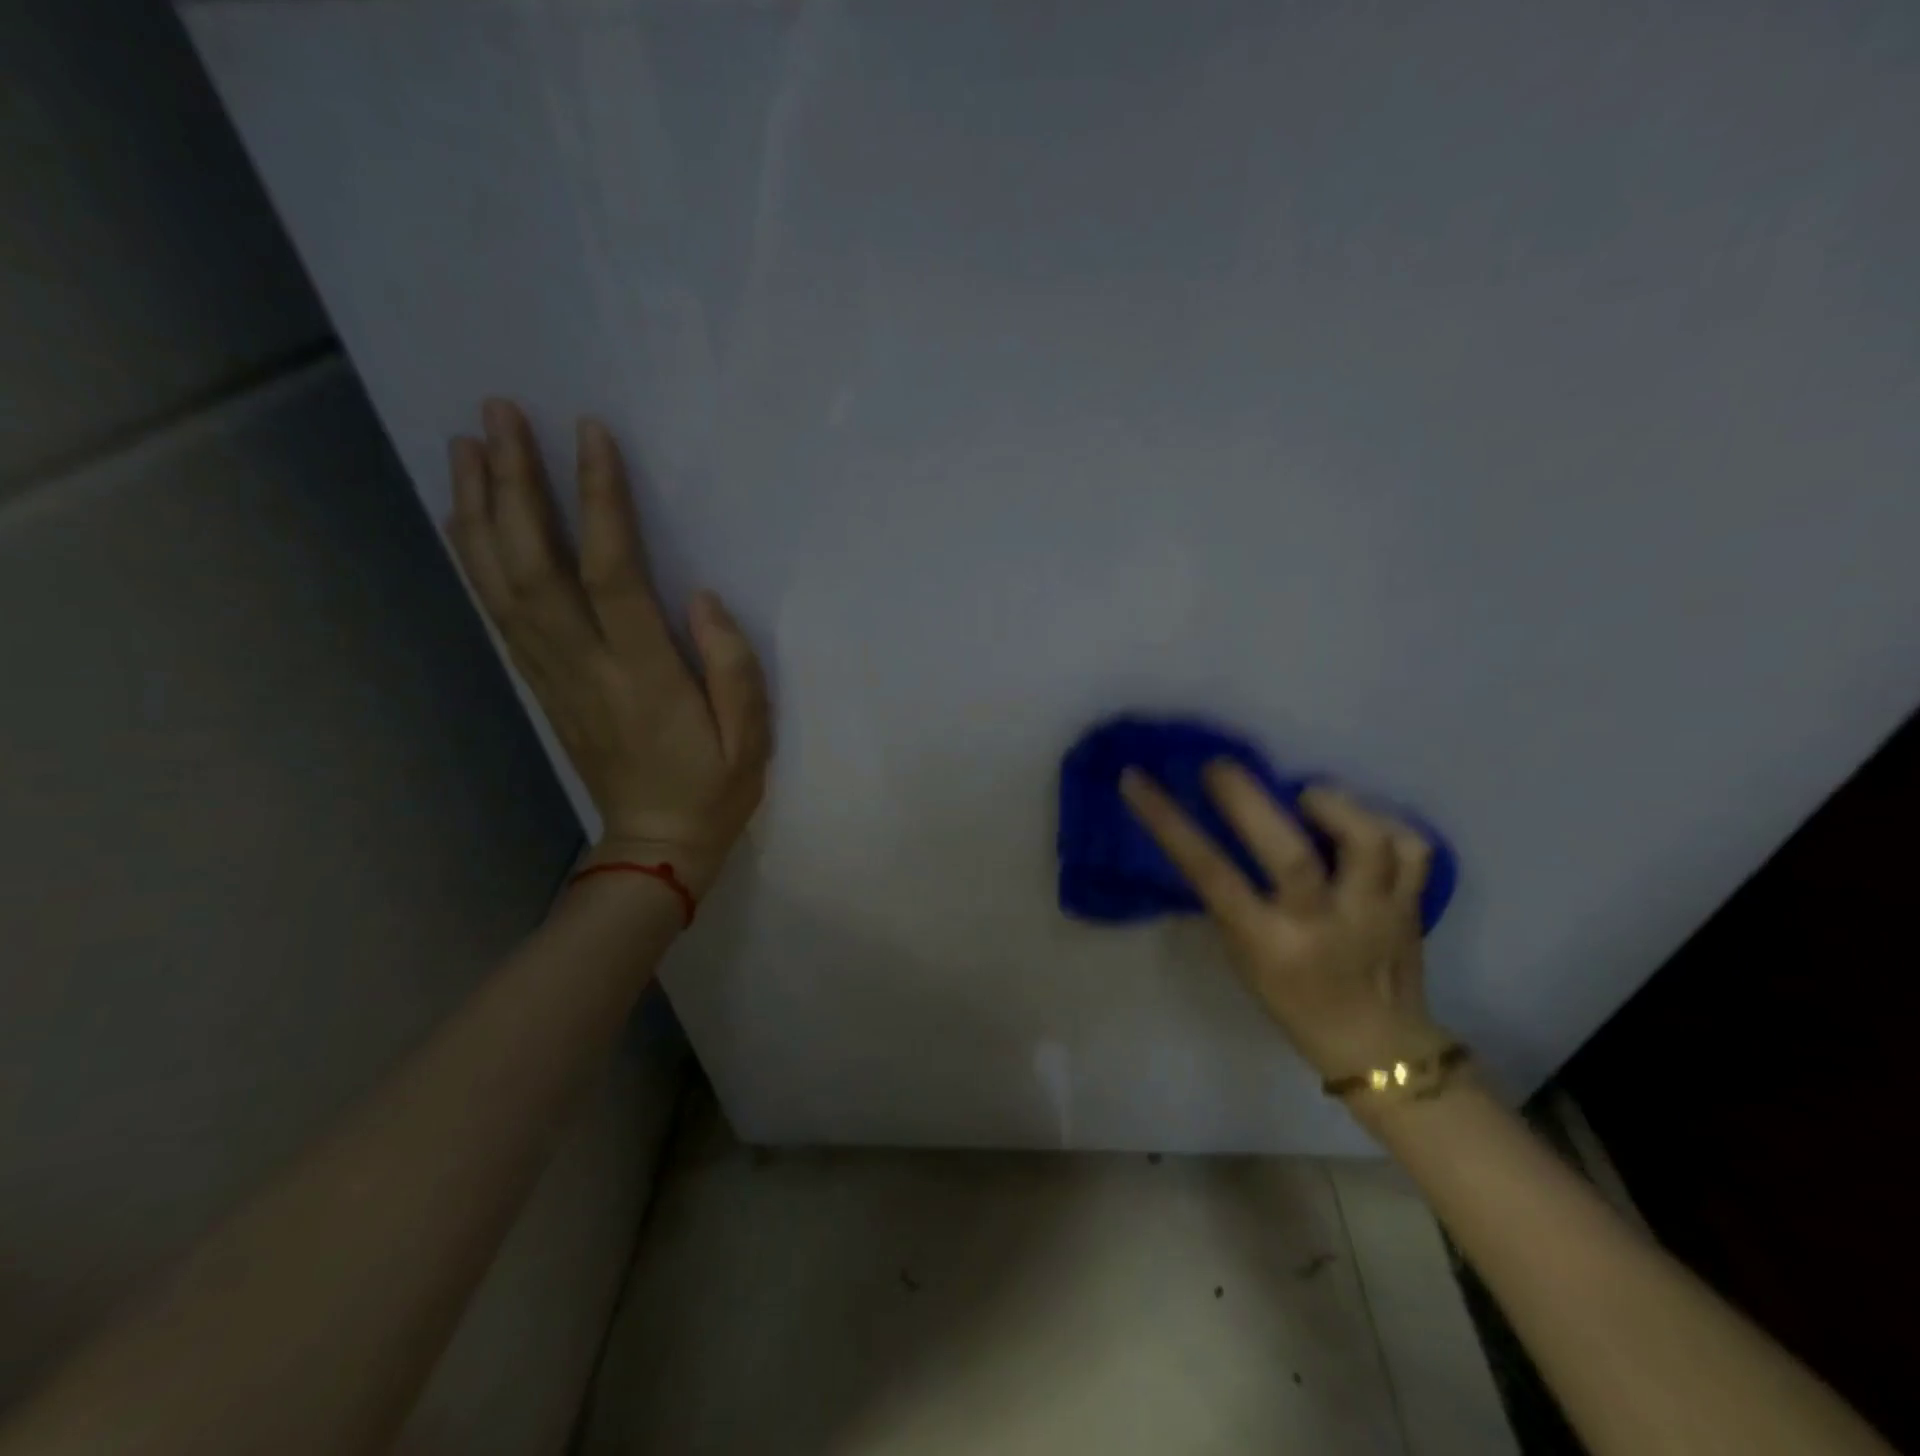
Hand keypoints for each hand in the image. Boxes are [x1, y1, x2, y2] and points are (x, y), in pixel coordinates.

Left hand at [447, 399, 769, 894]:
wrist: (653, 844)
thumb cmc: (713, 790)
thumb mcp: (751, 740)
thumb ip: (734, 669)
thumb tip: (703, 598)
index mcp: (644, 675)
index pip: (613, 573)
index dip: (598, 501)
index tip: (590, 434)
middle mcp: (585, 665)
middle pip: (534, 564)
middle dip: (514, 484)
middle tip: (498, 414)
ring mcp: (553, 674)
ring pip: (502, 582)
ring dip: (480, 509)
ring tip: (466, 444)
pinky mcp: (541, 682)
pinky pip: (498, 611)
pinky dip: (475, 557)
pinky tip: (467, 517)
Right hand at [1121, 764, 1449, 1081]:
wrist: (1378, 1047)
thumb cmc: (1292, 1002)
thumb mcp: (1243, 956)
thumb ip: (1229, 898)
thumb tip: (1208, 830)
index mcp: (1269, 944)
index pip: (1211, 875)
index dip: (1170, 823)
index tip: (1137, 780)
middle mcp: (1323, 925)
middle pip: (1292, 855)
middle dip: (1249, 799)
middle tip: (1221, 766)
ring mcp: (1376, 912)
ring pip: (1367, 841)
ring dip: (1330, 802)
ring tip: (1306, 794)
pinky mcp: (1413, 904)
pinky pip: (1411, 848)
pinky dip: (1386, 821)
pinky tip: (1360, 819)